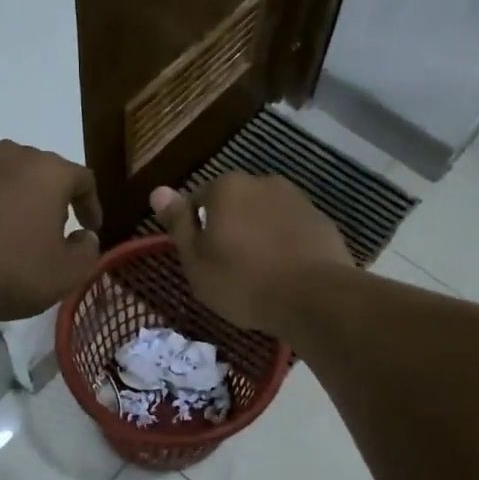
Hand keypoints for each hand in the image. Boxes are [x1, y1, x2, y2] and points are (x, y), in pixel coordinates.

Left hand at [0, 141, 102, 321]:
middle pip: (38, 170)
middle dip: (49, 197)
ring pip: (0, 177)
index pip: (82, 178)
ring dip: (10, 200)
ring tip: (7, 235)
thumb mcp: (65, 275)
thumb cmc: (9, 272)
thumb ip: (86, 252)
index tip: (89, 228)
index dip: (90, 204)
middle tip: (50, 229)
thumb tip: (84, 237)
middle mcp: (7, 157)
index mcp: (46, 172)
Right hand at [151, 174, 350, 333]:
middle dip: (231, 229)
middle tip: (230, 269)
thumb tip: (157, 190)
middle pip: (235, 206)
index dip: (197, 232)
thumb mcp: (197, 261)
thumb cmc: (243, 281)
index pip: (198, 202)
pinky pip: (292, 231)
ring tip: (261, 274)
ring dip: (260, 236)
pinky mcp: (322, 221)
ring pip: (266, 217)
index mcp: (227, 188)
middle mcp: (263, 182)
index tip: (203, 261)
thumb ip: (178, 223)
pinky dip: (286, 245)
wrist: (314, 297)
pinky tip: (287, 273)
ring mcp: (297, 200)